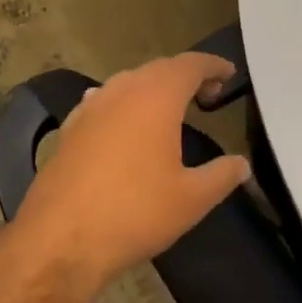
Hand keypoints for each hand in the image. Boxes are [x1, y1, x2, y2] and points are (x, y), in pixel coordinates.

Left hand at [15, 52, 250, 294]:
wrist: (60, 238)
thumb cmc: (135, 212)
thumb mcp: (192, 199)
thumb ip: (222, 175)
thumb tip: (241, 164)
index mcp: (156, 97)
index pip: (190, 64)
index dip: (212, 65)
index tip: (229, 73)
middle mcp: (122, 90)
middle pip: (159, 68)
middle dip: (185, 75)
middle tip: (207, 94)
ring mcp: (90, 106)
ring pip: (129, 82)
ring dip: (153, 88)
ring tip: (170, 109)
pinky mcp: (69, 128)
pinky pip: (105, 101)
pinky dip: (125, 104)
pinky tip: (125, 122)